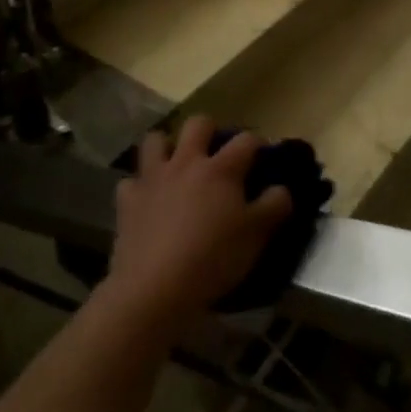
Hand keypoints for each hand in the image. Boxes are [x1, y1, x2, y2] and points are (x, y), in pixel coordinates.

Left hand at [103, 116, 293, 335]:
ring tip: (176, 165)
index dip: (258, 144)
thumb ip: (274, 206)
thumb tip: (282, 188)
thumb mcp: (256, 236)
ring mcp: (153, 178)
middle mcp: (186, 162)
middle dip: (210, 130)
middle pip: (198, 124)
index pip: (246, 140)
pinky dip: (139, 187)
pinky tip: (147, 201)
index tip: (263, 156)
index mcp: (221, 169)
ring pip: (156, 140)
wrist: (154, 287)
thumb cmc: (212, 259)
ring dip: (167, 147)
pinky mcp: (128, 200)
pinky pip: (130, 182)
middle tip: (216, 153)